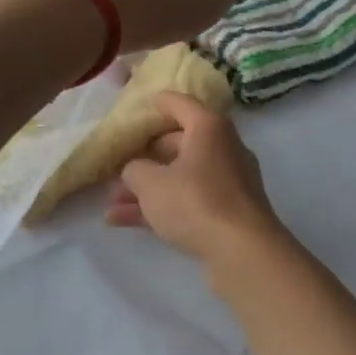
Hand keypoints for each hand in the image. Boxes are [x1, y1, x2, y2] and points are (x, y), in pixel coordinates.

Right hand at [105, 92, 285, 262]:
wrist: (243, 251)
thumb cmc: (195, 202)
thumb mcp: (150, 183)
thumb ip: (134, 170)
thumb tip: (135, 171)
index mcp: (209, 128)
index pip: (179, 104)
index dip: (156, 103)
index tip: (138, 106)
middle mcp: (223, 148)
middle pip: (179, 144)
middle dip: (145, 158)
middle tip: (119, 168)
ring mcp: (228, 182)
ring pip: (181, 177)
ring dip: (147, 188)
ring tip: (113, 203)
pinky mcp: (228, 212)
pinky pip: (188, 201)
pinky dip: (161, 208)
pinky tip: (123, 222)